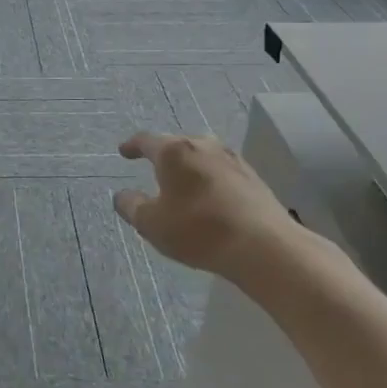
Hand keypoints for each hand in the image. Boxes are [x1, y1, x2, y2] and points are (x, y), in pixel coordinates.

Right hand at [113, 132, 303, 279]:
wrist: (264, 246)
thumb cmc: (199, 230)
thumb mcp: (152, 224)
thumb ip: (131, 206)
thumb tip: (122, 195)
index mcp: (174, 152)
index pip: (147, 141)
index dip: (132, 146)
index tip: (124, 151)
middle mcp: (203, 146)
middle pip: (177, 145)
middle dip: (163, 155)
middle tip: (152, 169)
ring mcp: (232, 159)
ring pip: (201, 156)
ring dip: (188, 167)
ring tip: (181, 183)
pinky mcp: (253, 177)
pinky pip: (220, 171)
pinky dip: (208, 179)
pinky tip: (208, 197)